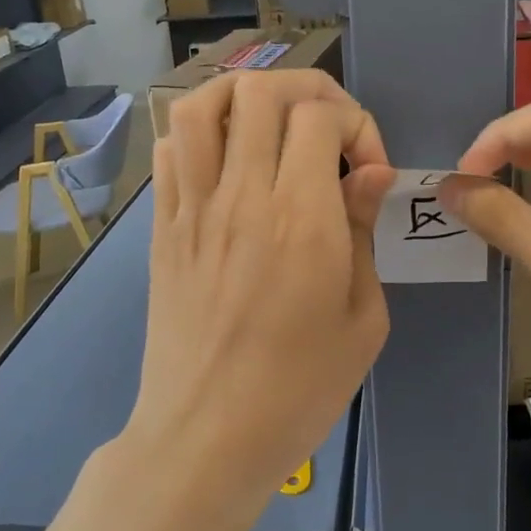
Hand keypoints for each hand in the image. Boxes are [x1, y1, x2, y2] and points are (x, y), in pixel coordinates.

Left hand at [123, 70, 393, 508]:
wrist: (205, 438)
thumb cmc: (299, 390)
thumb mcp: (363, 319)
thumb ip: (362, 232)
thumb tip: (368, 173)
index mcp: (301, 220)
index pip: (319, 116)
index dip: (355, 124)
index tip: (367, 170)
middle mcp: (242, 197)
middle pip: (261, 92)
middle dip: (307, 92)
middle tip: (328, 132)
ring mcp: (192, 209)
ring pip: (201, 105)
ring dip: (243, 97)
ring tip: (272, 126)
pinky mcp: (162, 227)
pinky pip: (168, 150)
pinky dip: (200, 134)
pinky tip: (227, 162)